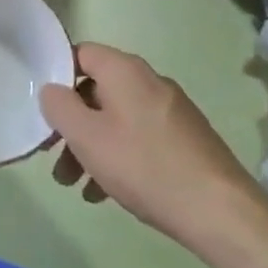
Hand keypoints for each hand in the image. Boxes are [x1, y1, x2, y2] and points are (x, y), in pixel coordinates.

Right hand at [39, 43, 267, 267]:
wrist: (222, 213)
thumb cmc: (146, 167)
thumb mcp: (88, 138)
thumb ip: (60, 108)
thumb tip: (50, 89)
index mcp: (125, 70)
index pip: (80, 54)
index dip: (57, 77)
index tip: (45, 111)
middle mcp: (149, 81)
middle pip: (97, 91)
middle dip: (73, 124)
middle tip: (55, 159)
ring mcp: (171, 110)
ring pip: (117, 119)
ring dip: (92, 146)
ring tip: (76, 186)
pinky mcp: (186, 139)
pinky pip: (140, 137)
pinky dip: (119, 157)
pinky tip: (107, 194)